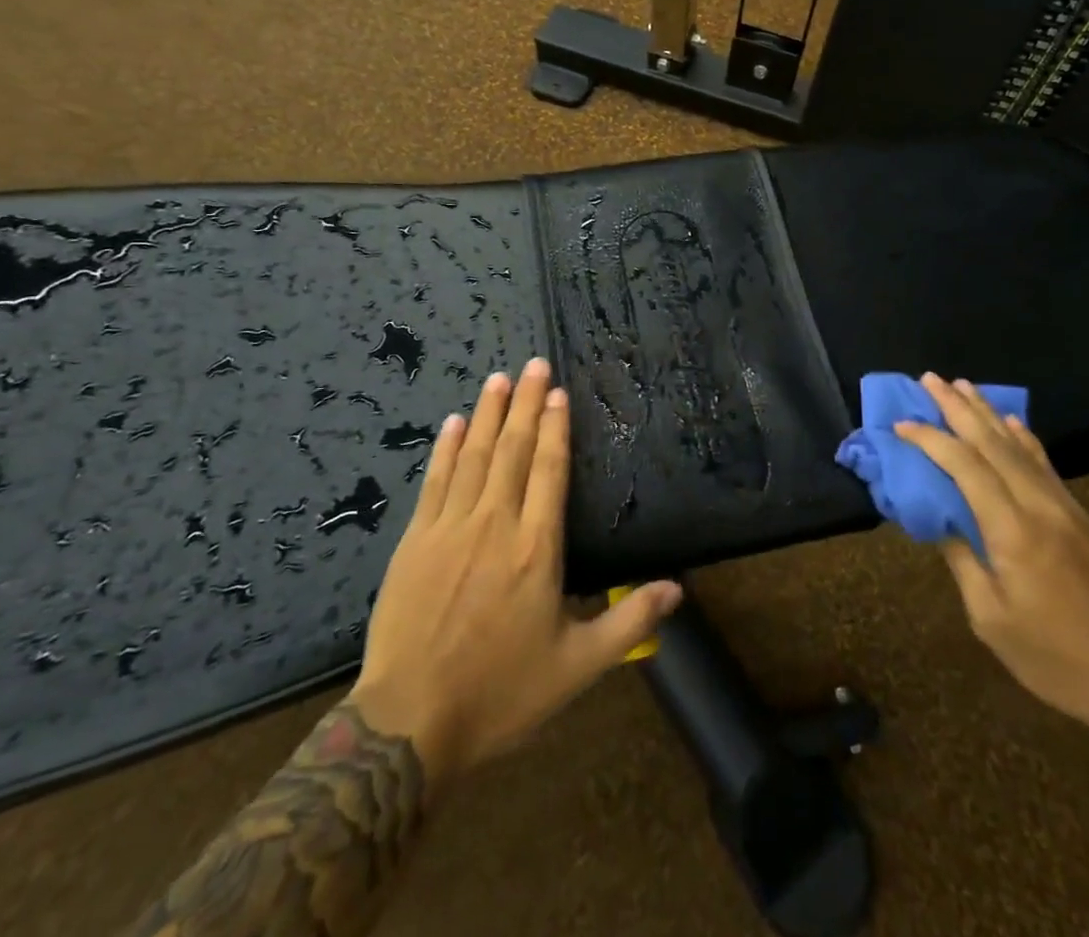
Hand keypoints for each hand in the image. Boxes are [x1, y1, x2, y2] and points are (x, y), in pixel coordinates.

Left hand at [349, 359, 683, 795]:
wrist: (409, 724)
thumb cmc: (500, 694)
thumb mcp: (577, 668)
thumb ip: (629, 623)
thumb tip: (679, 588)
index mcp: (537, 550)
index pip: (549, 471)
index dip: (556, 428)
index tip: (558, 392)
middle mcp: (495, 525)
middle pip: (514, 450)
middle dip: (526, 403)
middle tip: (534, 363)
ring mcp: (450, 529)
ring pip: (475, 456)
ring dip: (490, 413)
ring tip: (499, 377)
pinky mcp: (415, 541)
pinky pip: (435, 481)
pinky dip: (447, 448)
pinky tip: (455, 422)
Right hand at [895, 373, 1088, 737]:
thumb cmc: (1056, 659)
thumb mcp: (991, 619)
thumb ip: (962, 561)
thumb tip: (939, 519)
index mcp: (1013, 532)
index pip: (965, 467)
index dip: (931, 440)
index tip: (902, 424)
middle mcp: (1041, 507)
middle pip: (994, 443)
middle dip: (958, 408)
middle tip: (930, 379)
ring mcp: (1067, 509)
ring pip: (1021, 447)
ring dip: (988, 413)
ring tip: (963, 386)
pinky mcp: (1083, 518)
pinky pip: (1045, 465)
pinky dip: (1023, 438)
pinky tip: (1013, 423)